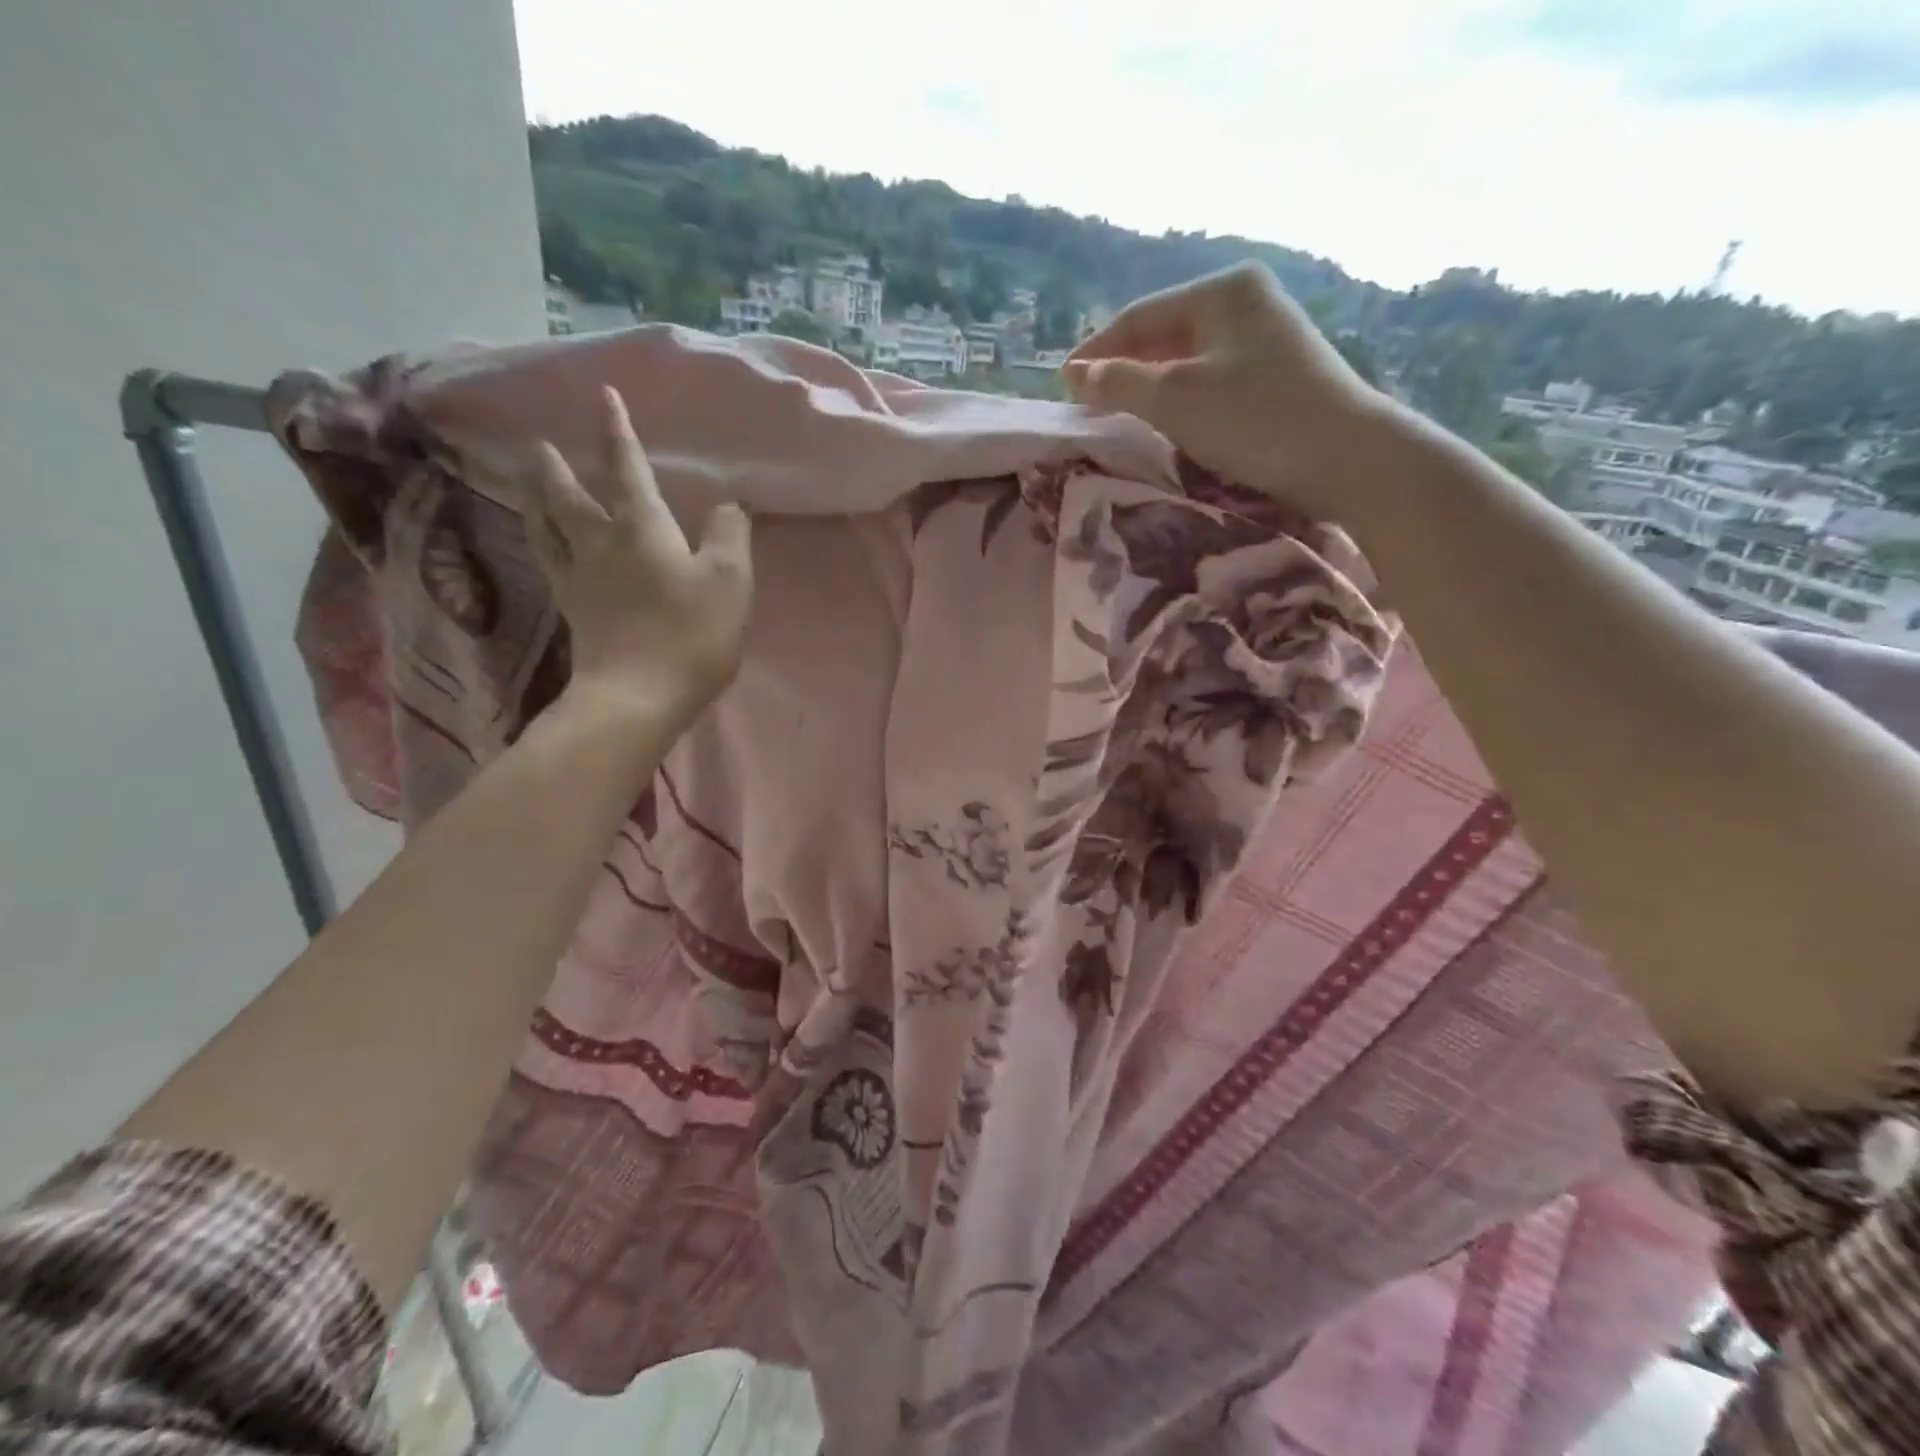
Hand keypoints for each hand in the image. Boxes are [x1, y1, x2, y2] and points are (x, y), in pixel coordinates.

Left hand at [526, 386, 752, 723]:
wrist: (638, 695)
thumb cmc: (691, 634)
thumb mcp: (730, 580)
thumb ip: (730, 534)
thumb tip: (729, 502)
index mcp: (642, 527)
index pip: (626, 468)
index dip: (617, 432)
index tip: (603, 396)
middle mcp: (600, 542)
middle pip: (568, 495)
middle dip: (556, 467)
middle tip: (540, 445)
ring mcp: (579, 577)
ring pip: (546, 526)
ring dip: (535, 498)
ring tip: (526, 482)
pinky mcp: (572, 610)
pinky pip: (549, 563)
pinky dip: (541, 542)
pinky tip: (542, 543)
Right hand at [1062, 263, 1403, 521]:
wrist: (1344, 457)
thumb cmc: (1254, 419)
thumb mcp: (1175, 399)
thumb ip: (1119, 383)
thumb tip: (1076, 374)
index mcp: (1223, 291)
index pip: (1141, 316)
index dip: (1097, 350)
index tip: (1063, 383)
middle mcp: (1247, 302)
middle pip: (1165, 334)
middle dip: (1123, 367)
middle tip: (1086, 402)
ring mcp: (1266, 337)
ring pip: (1188, 358)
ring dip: (1149, 385)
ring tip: (1117, 413)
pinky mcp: (1278, 373)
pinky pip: (1211, 378)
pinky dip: (1180, 397)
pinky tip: (1167, 419)